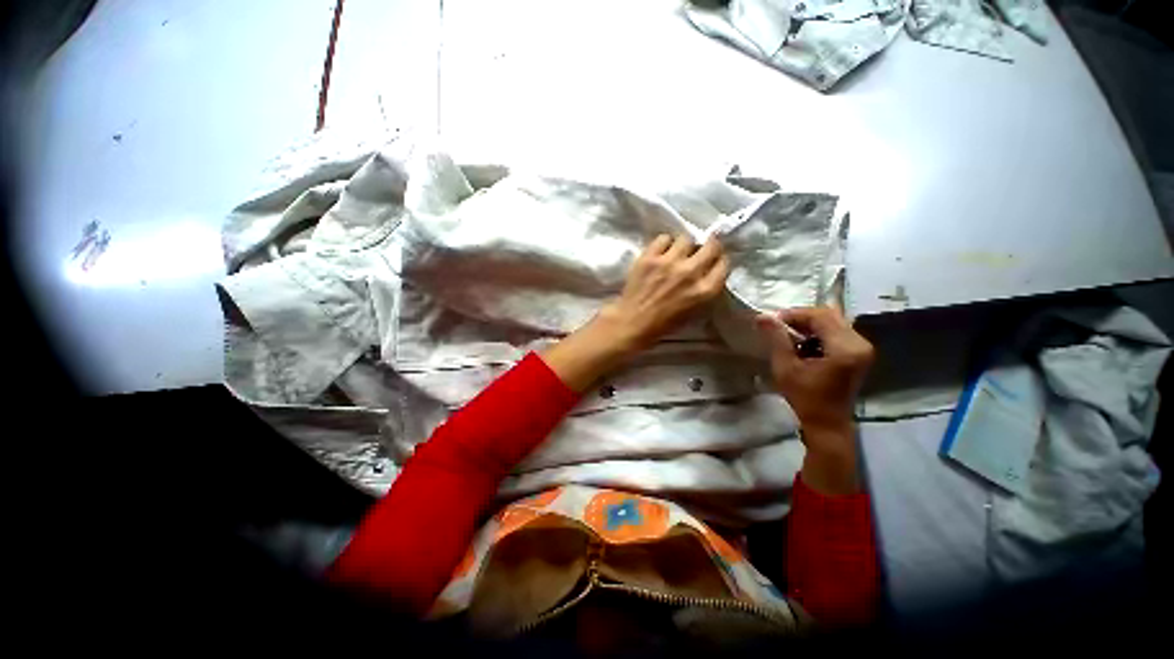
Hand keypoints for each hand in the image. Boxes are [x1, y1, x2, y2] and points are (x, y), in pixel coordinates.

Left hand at [597, 234, 729, 352]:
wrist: (633, 322)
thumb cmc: (665, 323)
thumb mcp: (696, 310)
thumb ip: (706, 288)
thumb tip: (709, 269)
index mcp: (705, 290)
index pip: (723, 263)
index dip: (718, 261)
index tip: (713, 261)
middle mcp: (690, 272)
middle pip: (711, 245)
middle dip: (708, 247)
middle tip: (699, 251)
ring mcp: (669, 262)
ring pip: (686, 238)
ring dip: (683, 246)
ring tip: (676, 253)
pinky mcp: (649, 257)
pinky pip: (663, 238)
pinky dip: (664, 244)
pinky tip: (660, 253)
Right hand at [756, 306, 873, 493]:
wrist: (827, 423)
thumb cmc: (805, 397)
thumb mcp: (786, 367)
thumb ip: (776, 339)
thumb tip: (763, 316)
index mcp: (845, 347)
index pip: (820, 315)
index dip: (795, 314)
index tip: (773, 321)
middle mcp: (859, 343)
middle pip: (829, 316)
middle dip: (801, 318)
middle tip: (778, 326)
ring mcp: (861, 348)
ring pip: (833, 322)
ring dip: (808, 325)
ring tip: (787, 335)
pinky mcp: (858, 353)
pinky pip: (836, 332)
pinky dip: (817, 333)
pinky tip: (802, 344)